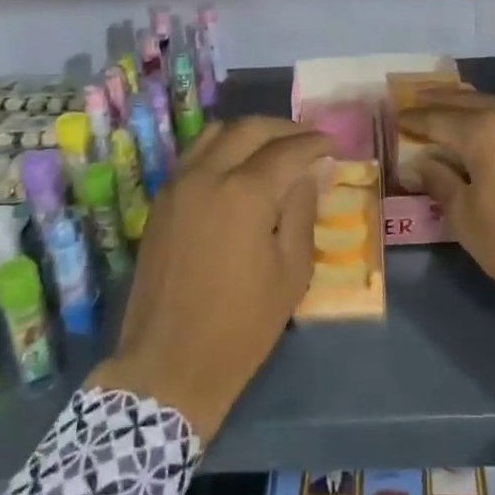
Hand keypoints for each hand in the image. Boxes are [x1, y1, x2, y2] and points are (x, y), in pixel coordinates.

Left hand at [89, 117, 329, 439]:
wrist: (169, 365)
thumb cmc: (241, 325)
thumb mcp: (291, 271)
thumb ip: (302, 210)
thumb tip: (311, 172)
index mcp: (244, 193)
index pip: (288, 150)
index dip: (315, 143)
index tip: (334, 144)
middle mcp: (207, 175)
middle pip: (249, 128)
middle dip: (285, 128)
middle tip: (308, 141)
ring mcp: (177, 185)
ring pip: (216, 133)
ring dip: (250, 132)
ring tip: (275, 147)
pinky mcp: (161, 201)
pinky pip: (194, 155)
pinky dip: (222, 148)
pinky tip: (240, 167)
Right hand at [398, 90, 494, 347]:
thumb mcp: (466, 218)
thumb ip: (439, 181)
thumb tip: (419, 163)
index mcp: (487, 131)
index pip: (439, 119)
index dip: (415, 120)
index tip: (396, 118)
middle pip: (470, 102)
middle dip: (442, 104)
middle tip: (418, 103)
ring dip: (473, 109)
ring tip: (450, 113)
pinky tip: (490, 130)